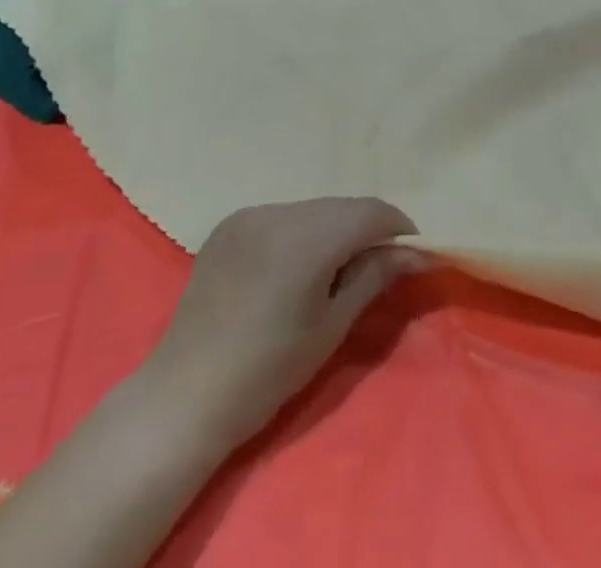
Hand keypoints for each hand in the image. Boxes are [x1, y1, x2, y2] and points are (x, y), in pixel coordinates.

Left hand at [138, 197, 421, 454]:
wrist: (185, 394)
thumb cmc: (268, 371)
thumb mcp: (331, 326)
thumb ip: (374, 276)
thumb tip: (414, 253)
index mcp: (307, 236)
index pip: (369, 211)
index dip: (397, 227)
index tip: (413, 252)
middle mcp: (279, 211)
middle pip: (340, 207)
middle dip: (365, 229)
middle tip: (377, 264)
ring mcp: (250, 214)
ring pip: (311, 210)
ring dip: (331, 229)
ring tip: (333, 269)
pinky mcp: (229, 224)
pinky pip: (280, 217)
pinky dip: (298, 232)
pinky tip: (292, 267)